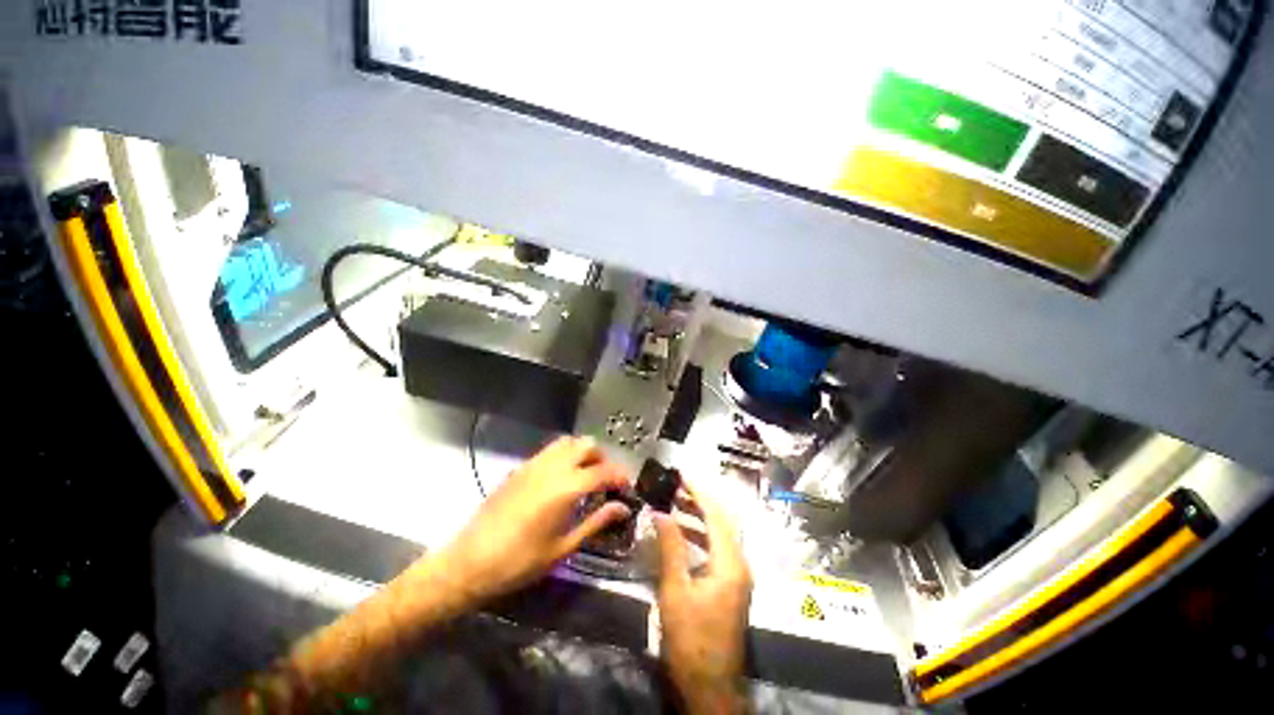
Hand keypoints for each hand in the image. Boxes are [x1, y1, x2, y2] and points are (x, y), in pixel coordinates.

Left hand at [441, 436, 631, 603]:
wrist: (470, 561)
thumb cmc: (520, 561)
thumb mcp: (564, 546)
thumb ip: (597, 521)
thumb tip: (623, 508)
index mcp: (567, 487)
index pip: (604, 471)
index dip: (620, 476)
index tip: (626, 487)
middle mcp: (553, 467)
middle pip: (587, 445)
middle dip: (602, 458)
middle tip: (605, 481)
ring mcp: (535, 463)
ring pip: (568, 442)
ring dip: (583, 452)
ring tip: (585, 475)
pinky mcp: (521, 467)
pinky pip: (550, 450)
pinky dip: (564, 455)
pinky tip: (561, 478)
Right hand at [654, 479, 752, 714]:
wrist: (711, 687)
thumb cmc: (692, 641)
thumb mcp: (676, 593)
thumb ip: (670, 548)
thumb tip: (661, 513)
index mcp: (730, 563)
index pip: (716, 515)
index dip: (699, 491)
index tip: (681, 474)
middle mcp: (739, 564)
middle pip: (722, 521)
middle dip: (700, 500)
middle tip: (676, 485)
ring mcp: (737, 575)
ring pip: (720, 534)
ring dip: (700, 516)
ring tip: (676, 503)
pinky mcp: (730, 585)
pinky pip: (717, 548)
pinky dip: (701, 535)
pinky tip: (683, 533)